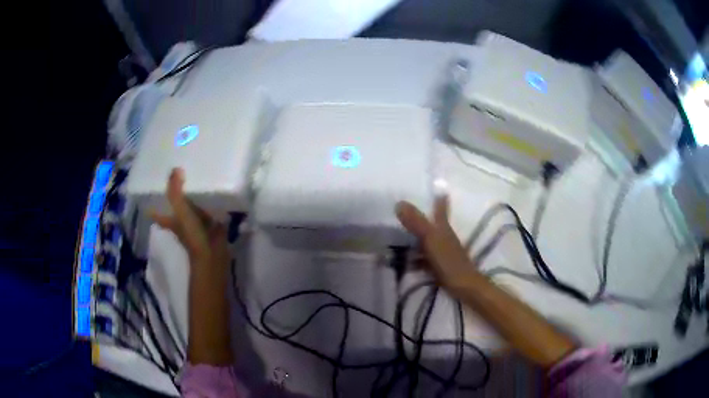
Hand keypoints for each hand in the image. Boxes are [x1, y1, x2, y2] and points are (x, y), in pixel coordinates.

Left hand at [151, 168, 228, 267]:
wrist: (213, 255)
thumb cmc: (193, 235)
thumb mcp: (181, 211)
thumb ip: (176, 192)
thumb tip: (175, 169)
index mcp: (171, 221)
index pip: (157, 213)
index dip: (152, 207)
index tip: (149, 196)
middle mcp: (181, 223)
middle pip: (175, 209)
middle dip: (175, 197)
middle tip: (176, 180)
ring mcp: (196, 225)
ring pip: (192, 209)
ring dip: (193, 199)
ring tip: (196, 179)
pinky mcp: (211, 225)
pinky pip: (209, 211)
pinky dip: (210, 204)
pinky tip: (216, 192)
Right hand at [396, 196, 472, 284]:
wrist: (462, 286)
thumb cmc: (448, 260)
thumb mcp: (430, 239)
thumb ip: (416, 222)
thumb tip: (399, 203)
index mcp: (443, 228)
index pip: (441, 210)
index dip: (439, 200)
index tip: (439, 189)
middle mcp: (443, 237)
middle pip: (432, 225)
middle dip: (422, 219)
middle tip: (406, 213)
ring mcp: (442, 253)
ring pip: (426, 242)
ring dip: (414, 240)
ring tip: (397, 239)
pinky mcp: (439, 266)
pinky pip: (423, 259)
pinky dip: (414, 259)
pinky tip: (404, 262)